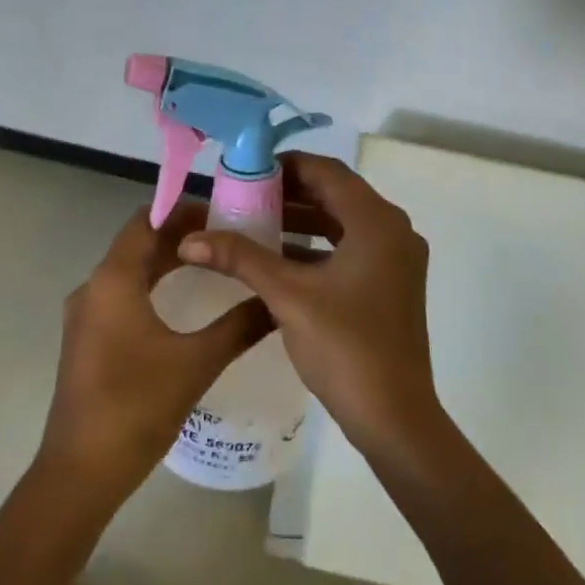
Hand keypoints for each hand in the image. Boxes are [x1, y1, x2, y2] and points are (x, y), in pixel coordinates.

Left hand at [39, 203, 272, 501]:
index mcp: (113, 280)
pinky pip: (121, 296)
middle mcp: (93, 288)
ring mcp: (86, 315)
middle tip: (227, 236)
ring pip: (129, 271)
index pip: (146, 221)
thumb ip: (240, 326)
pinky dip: (151, 286)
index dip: (182, 210)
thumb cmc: (137, 407)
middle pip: (138, 244)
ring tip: (212, 263)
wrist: (80, 471)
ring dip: (165, 262)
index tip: (223, 211)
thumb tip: (278, 301)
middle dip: (179, 235)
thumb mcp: (197, 363)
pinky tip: (182, 303)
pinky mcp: (87, 339)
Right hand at [178, 152, 438, 457]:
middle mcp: (393, 230)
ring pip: (342, 222)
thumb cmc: (345, 347)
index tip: (246, 173)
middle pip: (336, 194)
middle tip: (244, 197)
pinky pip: (349, 248)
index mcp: (376, 222)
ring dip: (301, 220)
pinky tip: (279, 258)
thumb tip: (189, 238)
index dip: (285, 166)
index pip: (327, 171)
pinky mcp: (391, 284)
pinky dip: (316, 247)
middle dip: (289, 193)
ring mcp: (396, 259)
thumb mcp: (287, 296)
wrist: (395, 419)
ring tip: (254, 223)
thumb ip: (240, 258)